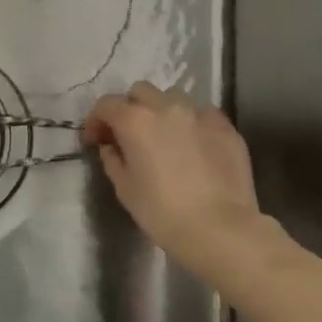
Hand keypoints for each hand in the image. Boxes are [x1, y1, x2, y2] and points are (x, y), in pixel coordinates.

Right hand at [83, 82, 268, 273]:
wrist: (220, 229)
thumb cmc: (163, 213)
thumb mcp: (125, 189)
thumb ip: (113, 159)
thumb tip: (111, 146)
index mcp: (135, 121)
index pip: (107, 104)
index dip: (96, 120)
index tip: (96, 140)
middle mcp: (166, 107)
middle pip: (140, 92)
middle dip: (130, 108)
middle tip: (129, 135)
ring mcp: (200, 114)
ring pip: (173, 97)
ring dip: (161, 111)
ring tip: (164, 136)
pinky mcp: (226, 127)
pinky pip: (202, 114)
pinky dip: (191, 123)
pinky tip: (193, 145)